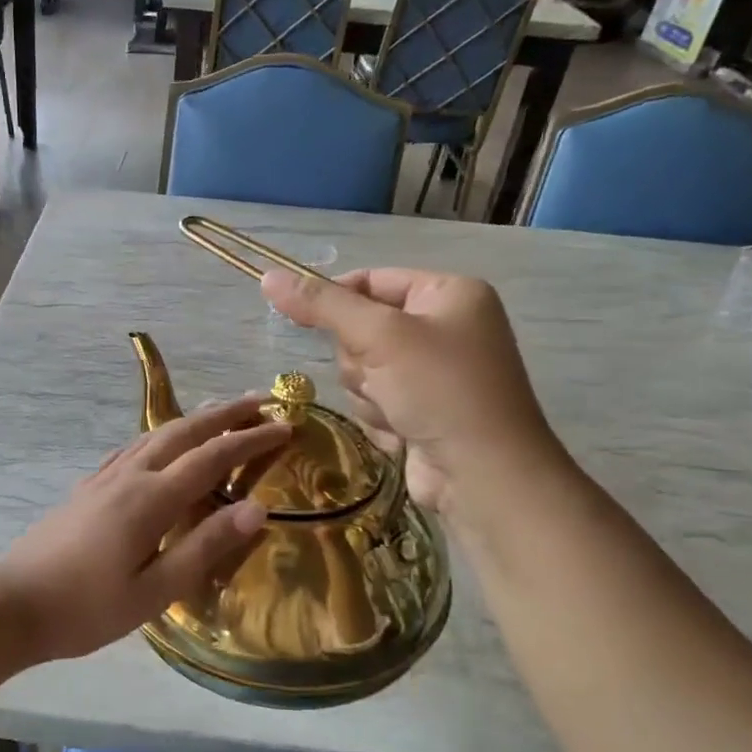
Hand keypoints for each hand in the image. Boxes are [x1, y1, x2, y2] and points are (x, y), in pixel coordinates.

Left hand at [0, 398, 289, 662]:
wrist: (14, 604)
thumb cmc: (88, 607)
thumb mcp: (155, 590)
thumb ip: (206, 546)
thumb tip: (258, 508)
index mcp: (152, 499)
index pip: (213, 457)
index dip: (251, 438)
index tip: (286, 424)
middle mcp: (130, 476)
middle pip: (184, 431)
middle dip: (225, 413)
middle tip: (261, 399)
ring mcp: (104, 478)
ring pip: (156, 434)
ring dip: (193, 419)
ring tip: (220, 410)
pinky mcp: (87, 488)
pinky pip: (132, 448)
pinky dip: (159, 435)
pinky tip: (159, 441)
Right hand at [261, 268, 560, 517]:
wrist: (483, 475)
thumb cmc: (440, 390)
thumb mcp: (379, 336)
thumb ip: (322, 305)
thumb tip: (268, 276)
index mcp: (449, 294)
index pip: (372, 280)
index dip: (335, 298)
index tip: (301, 318)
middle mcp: (445, 328)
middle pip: (361, 329)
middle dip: (361, 359)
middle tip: (380, 375)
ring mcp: (434, 373)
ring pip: (362, 370)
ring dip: (368, 393)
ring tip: (397, 410)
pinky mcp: (422, 411)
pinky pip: (375, 401)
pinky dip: (380, 417)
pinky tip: (403, 432)